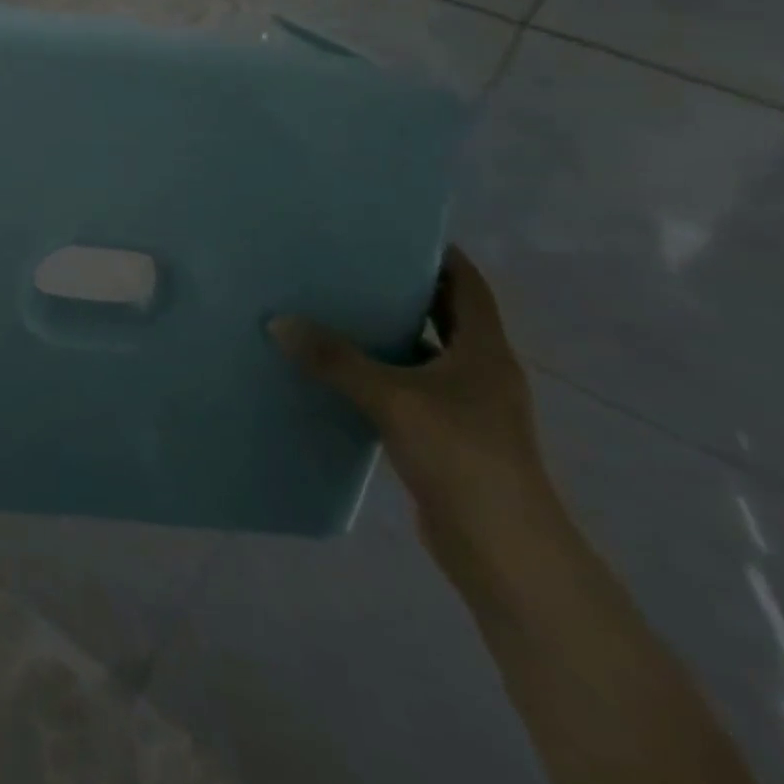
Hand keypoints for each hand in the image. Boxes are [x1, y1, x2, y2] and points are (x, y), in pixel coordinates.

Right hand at [271, 248, 556, 571]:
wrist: (504, 552)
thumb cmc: (462, 457)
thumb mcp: (392, 399)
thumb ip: (335, 359)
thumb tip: (279, 322)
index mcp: (484, 351)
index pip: (468, 285)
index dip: (440, 255)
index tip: (395, 231)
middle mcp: (480, 372)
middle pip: (444, 316)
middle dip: (404, 289)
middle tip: (352, 264)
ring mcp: (466, 407)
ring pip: (423, 353)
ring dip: (389, 332)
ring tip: (336, 307)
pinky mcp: (446, 437)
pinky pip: (408, 388)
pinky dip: (380, 373)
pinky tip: (339, 369)